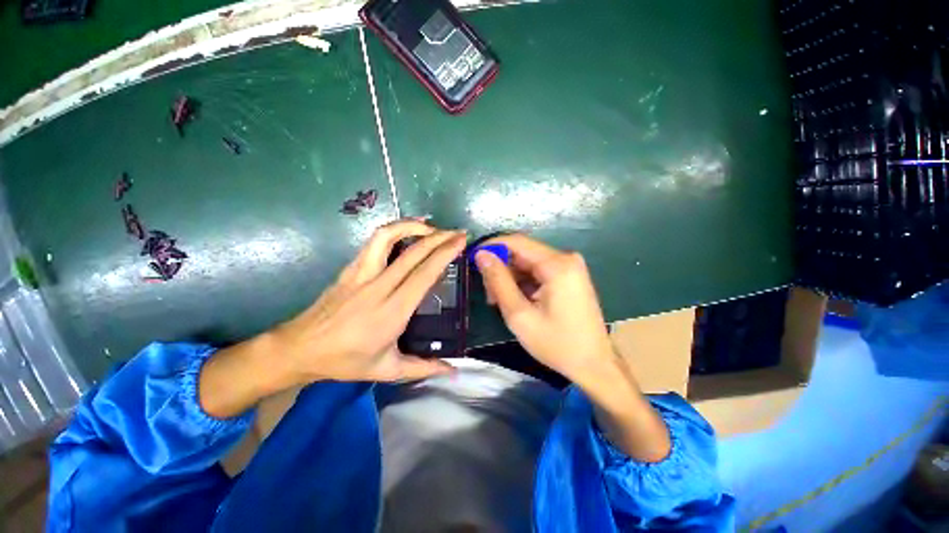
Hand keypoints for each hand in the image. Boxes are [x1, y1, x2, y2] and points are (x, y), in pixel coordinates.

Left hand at [199, 220, 464, 418]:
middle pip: (413, 253)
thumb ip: (424, 367)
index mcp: (392, 312)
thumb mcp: (388, 370)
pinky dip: (394, 230)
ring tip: (431, 227)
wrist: (300, 348)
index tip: (461, 242)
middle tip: (458, 232)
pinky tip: (405, 230)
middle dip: (440, 237)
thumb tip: (454, 370)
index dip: (444, 254)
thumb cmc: (346, 361)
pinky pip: (374, 241)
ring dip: (413, 227)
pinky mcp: (351, 268)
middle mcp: (378, 287)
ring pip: (388, 237)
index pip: (424, 274)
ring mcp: (361, 273)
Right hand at [475, 234, 671, 461]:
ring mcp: (569, 267)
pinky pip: (538, 271)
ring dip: (510, 277)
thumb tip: (481, 255)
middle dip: (501, 268)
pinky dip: (523, 282)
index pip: (516, 241)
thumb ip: (498, 281)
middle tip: (488, 293)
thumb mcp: (519, 315)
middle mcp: (565, 258)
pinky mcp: (569, 276)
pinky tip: (515, 300)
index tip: (473, 260)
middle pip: (522, 252)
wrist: (594, 365)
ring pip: (528, 262)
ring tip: (498, 301)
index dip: (491, 246)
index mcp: (557, 264)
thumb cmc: (556, 344)